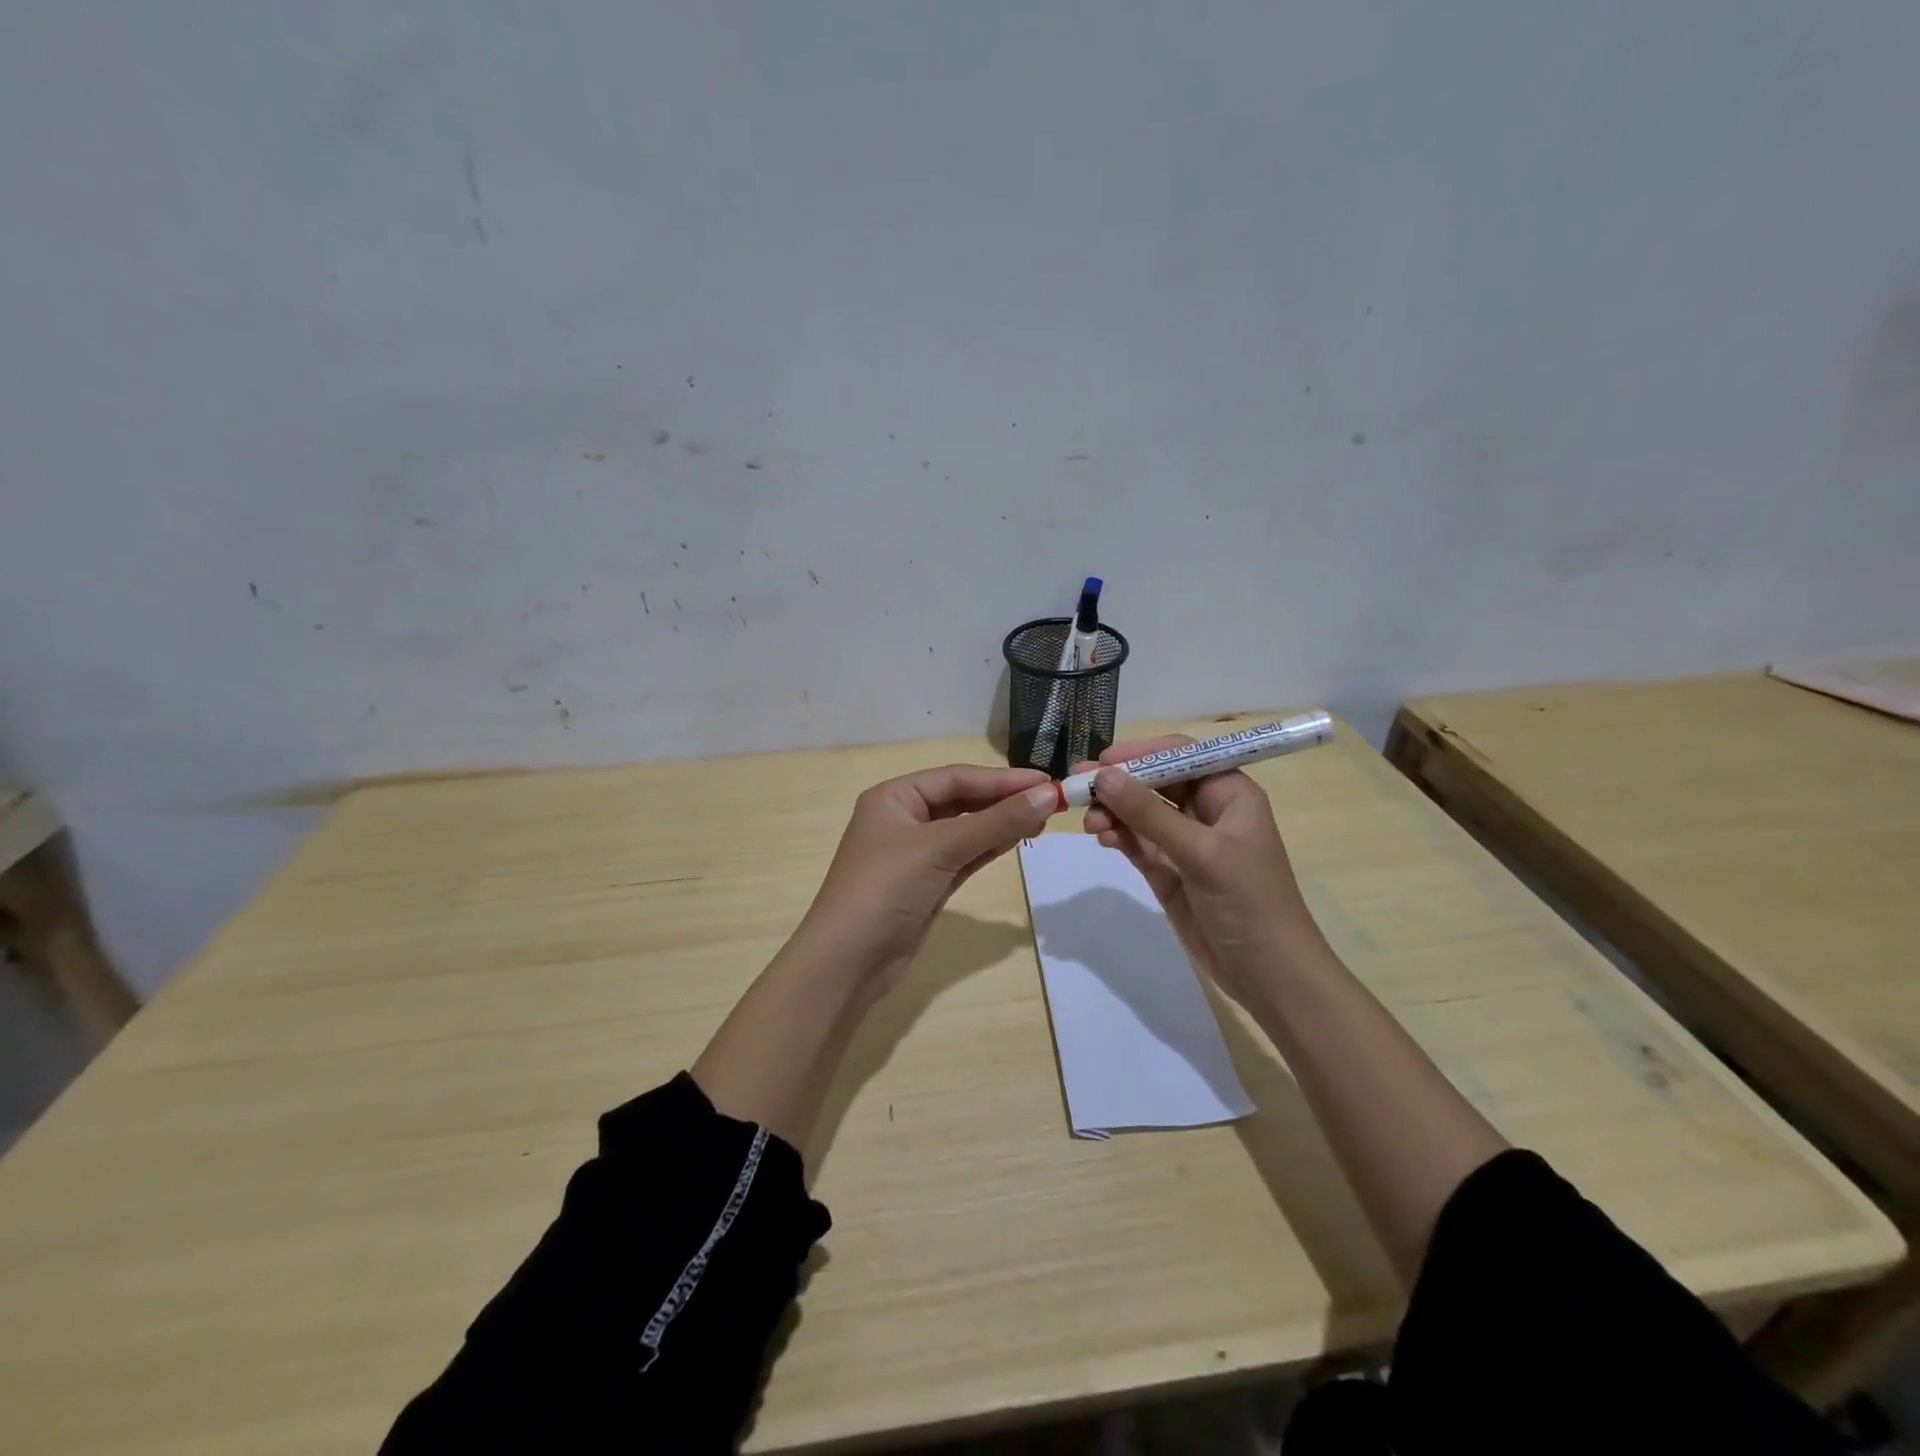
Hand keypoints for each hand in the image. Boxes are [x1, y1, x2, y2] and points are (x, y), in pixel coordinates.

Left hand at [796, 764, 1056, 996]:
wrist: (847, 963)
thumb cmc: (885, 889)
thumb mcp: (940, 848)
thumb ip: (995, 822)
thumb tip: (1047, 795)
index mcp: (894, 797)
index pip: (956, 777)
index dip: (1002, 778)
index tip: (1046, 781)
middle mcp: (903, 819)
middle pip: (961, 800)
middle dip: (1003, 799)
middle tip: (1051, 801)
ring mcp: (915, 855)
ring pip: (966, 829)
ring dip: (1001, 823)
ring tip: (1043, 817)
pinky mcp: (927, 885)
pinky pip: (965, 856)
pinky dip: (990, 847)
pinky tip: (1018, 839)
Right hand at [1078, 737, 1327, 1007]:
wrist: (1268, 976)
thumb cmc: (1249, 902)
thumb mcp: (1201, 852)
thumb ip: (1149, 814)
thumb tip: (1103, 776)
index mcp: (1229, 793)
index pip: (1181, 755)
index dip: (1142, 753)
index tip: (1103, 760)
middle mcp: (1206, 811)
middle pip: (1154, 782)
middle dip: (1118, 783)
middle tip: (1078, 785)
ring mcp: (1185, 842)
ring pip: (1140, 813)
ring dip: (1113, 811)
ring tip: (1089, 822)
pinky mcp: (1169, 870)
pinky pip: (1136, 842)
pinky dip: (1117, 836)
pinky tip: (1102, 837)